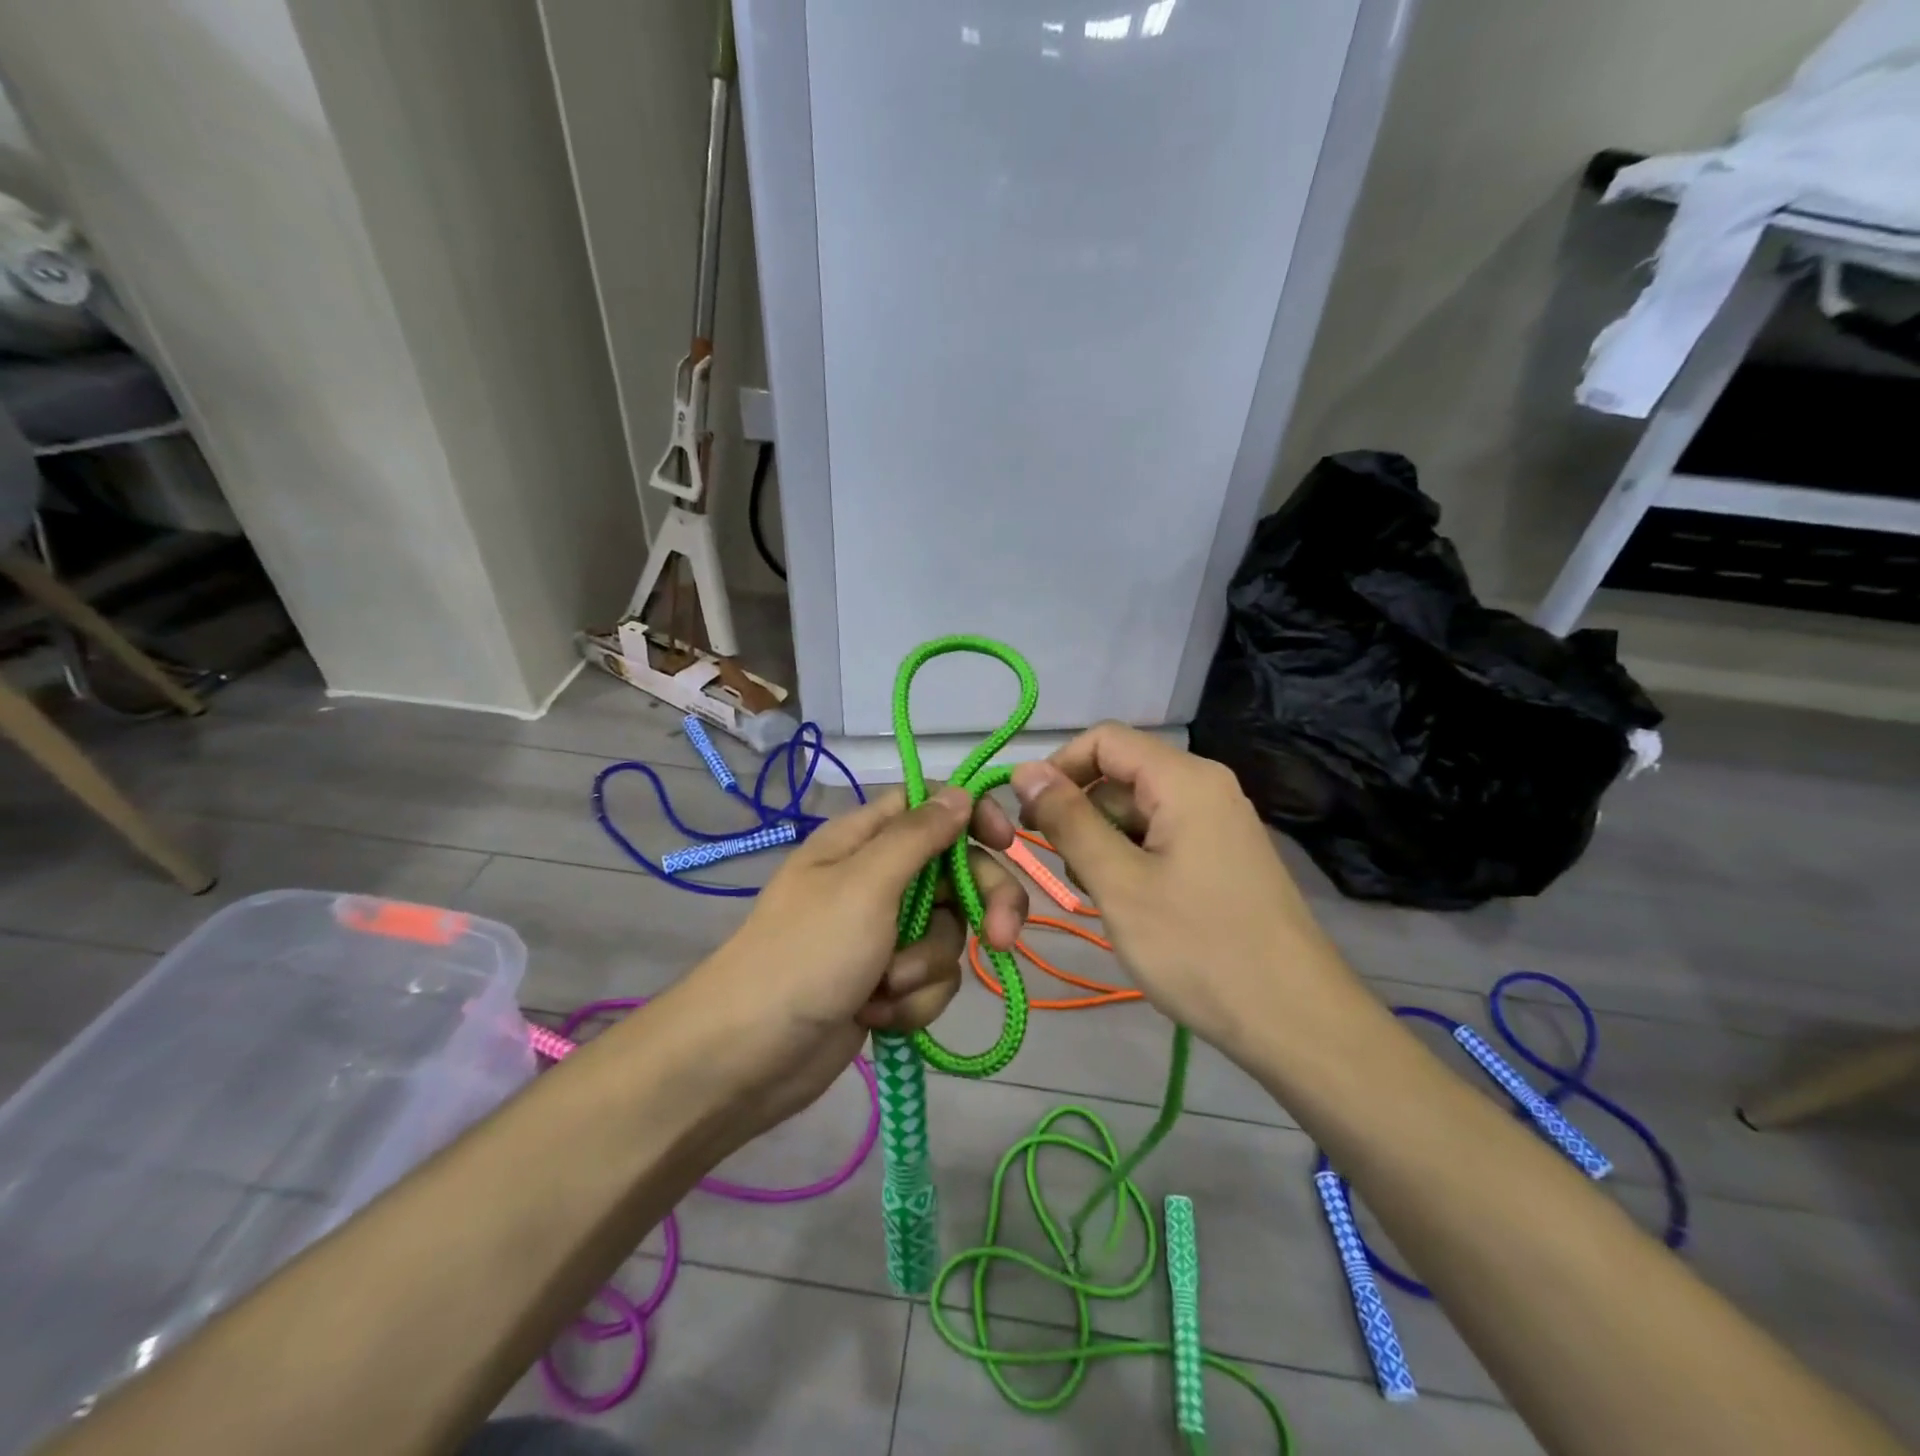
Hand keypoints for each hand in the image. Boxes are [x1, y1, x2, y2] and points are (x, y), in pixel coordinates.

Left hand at [672, 788, 1026, 1140]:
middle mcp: (877, 879)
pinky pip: (930, 978)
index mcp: (863, 840)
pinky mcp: (886, 982)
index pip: (930, 804)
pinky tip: (877, 1016)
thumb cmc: (807, 954)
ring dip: (925, 966)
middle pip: (955, 872)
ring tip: (886, 987)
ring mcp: (882, 933)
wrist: (748, 1058)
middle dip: (980, 905)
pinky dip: (913, 1000)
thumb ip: (919, 836)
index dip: (971, 815)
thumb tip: (961, 793)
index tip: (1005, 842)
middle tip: (1000, 936)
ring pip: (947, 933)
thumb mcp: (866, 884)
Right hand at [997, 723, 1345, 1055]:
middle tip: (1063, 869)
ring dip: (1104, 841)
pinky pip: (1161, 836)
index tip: (1028, 817)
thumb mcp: (1119, 883)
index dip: (1058, 768)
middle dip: (1081, 811)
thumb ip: (1069, 821)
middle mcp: (1205, 787)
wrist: (1296, 1020)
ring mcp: (1218, 823)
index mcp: (1184, 779)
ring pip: (1138, 810)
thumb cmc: (1199, 948)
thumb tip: (1024, 770)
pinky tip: (1129, 904)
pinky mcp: (1222, 856)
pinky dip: (1132, 859)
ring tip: (1099, 894)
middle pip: (1121, 774)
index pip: (1104, 739)